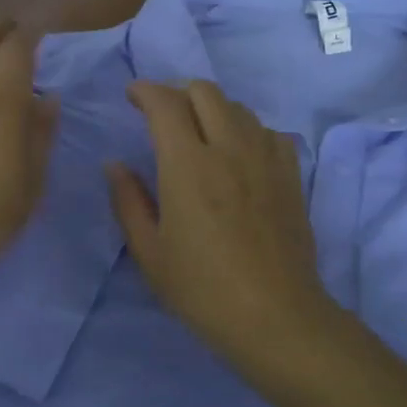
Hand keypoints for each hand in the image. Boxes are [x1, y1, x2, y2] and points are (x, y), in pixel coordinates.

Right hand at [107, 80, 341, 366]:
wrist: (275, 316)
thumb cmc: (202, 289)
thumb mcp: (149, 252)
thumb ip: (128, 201)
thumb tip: (116, 164)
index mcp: (188, 165)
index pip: (165, 103)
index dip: (144, 91)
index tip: (132, 97)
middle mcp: (229, 148)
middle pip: (204, 91)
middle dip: (177, 92)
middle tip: (163, 115)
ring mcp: (265, 159)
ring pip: (238, 107)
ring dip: (212, 109)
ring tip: (200, 134)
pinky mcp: (290, 175)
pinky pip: (268, 132)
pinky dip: (247, 131)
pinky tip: (240, 155)